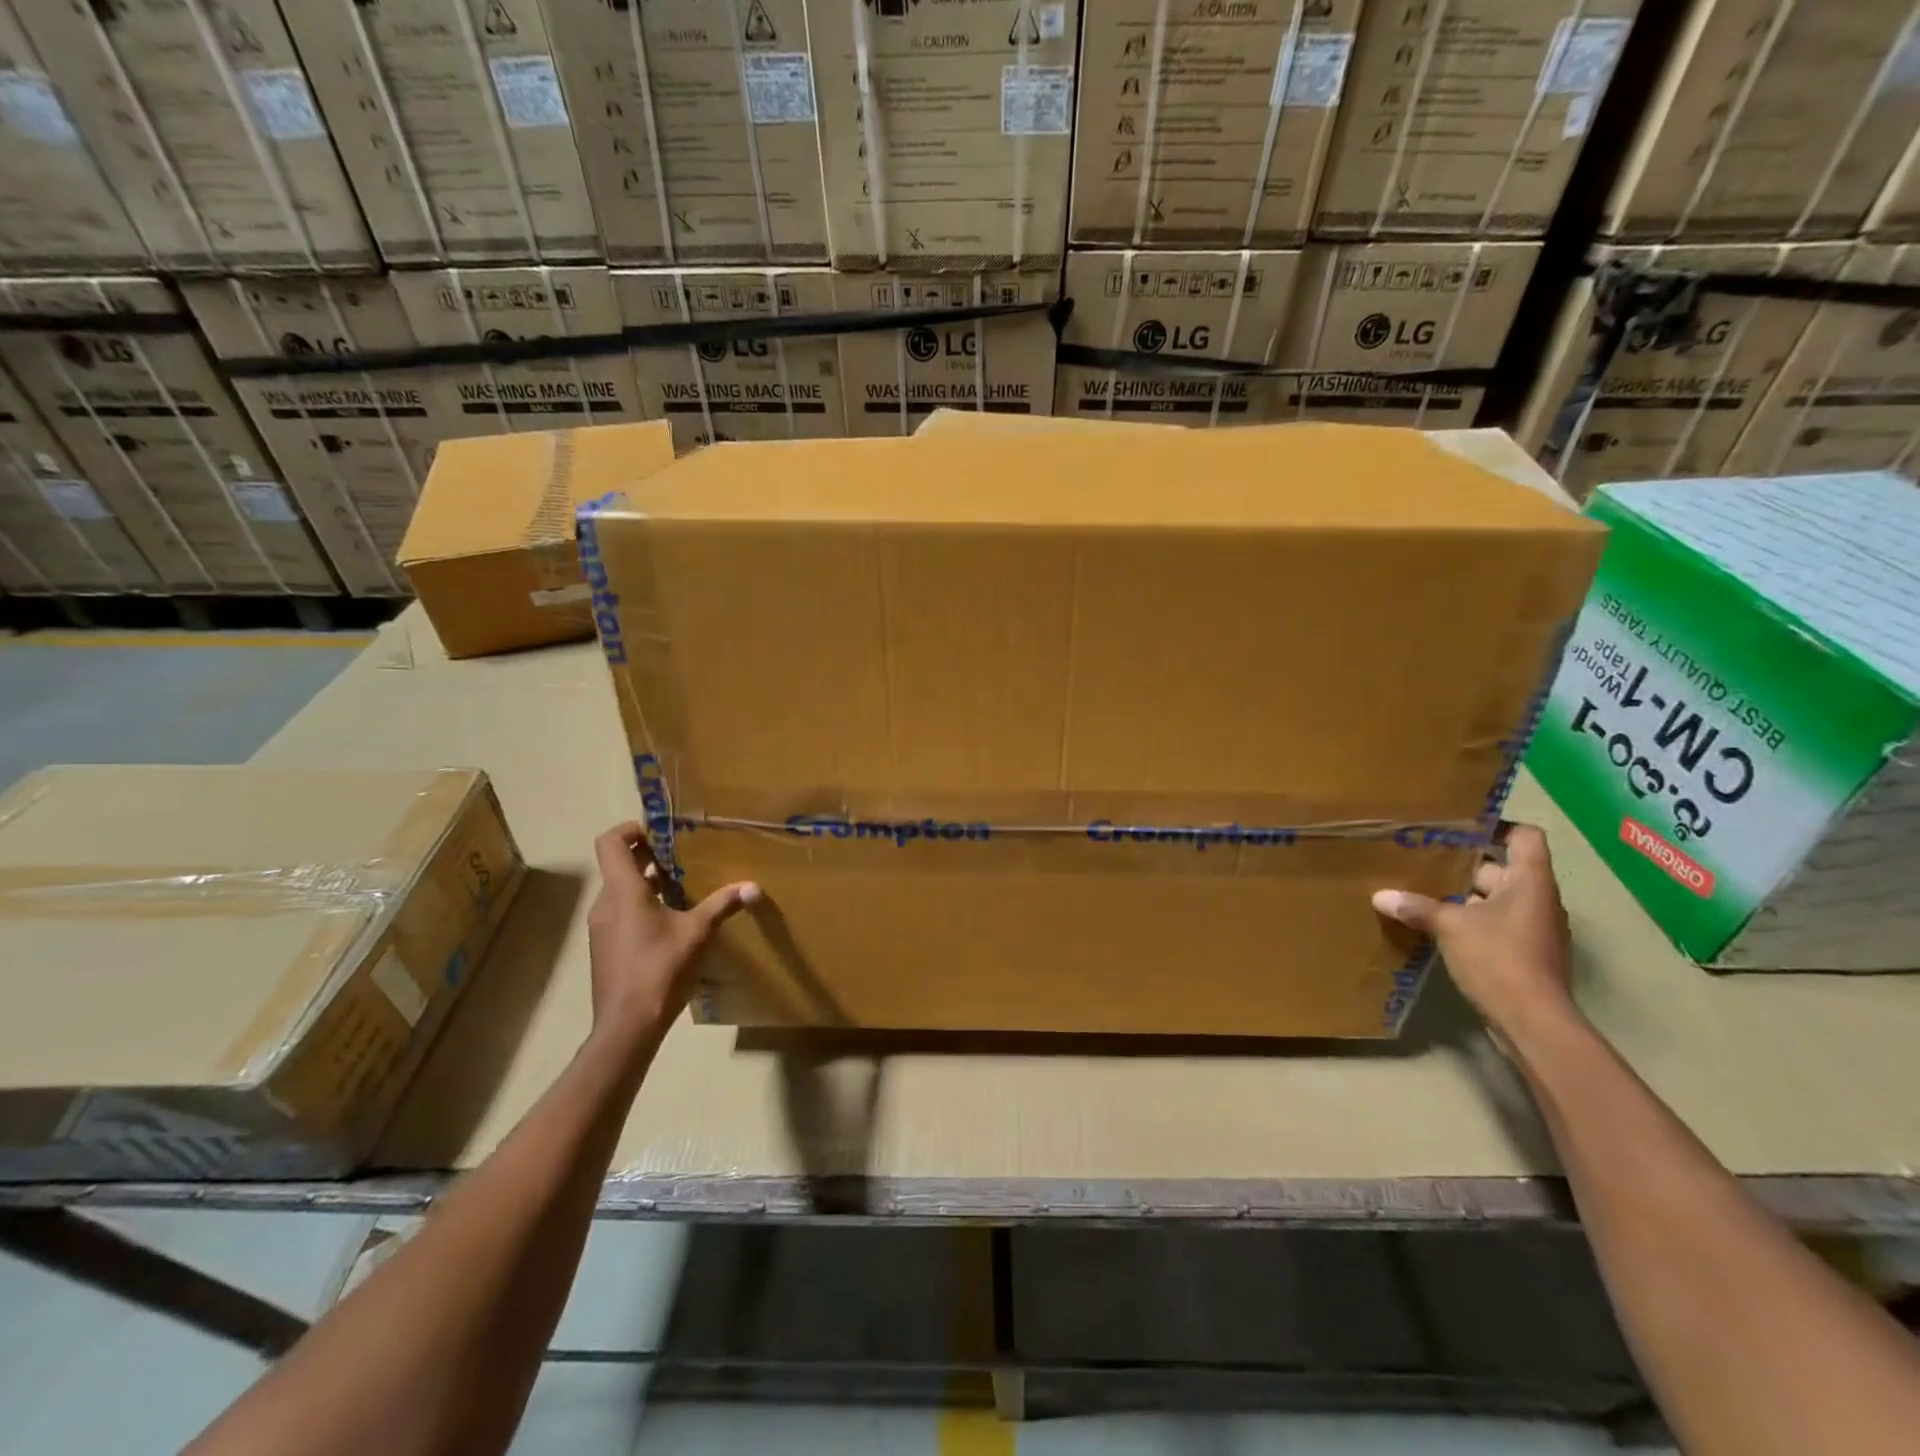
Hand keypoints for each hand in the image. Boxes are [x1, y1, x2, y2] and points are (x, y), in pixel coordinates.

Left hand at [587, 822, 759, 1036]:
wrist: (627, 1026)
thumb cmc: (660, 969)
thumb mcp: (698, 933)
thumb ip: (723, 904)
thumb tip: (754, 887)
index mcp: (623, 891)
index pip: (610, 842)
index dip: (631, 829)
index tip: (660, 832)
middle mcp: (606, 904)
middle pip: (618, 865)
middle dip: (648, 856)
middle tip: (682, 856)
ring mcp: (602, 927)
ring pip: (620, 890)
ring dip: (647, 882)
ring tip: (683, 885)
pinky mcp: (606, 947)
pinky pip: (621, 912)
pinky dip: (642, 905)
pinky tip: (672, 920)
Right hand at [1371, 822, 1576, 1042]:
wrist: (1534, 1023)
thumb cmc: (1499, 959)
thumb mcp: (1450, 927)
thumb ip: (1416, 907)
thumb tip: (1380, 896)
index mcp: (1529, 882)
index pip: (1525, 836)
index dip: (1497, 825)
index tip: (1460, 825)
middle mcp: (1536, 899)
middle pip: (1501, 867)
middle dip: (1463, 862)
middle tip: (1422, 855)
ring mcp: (1530, 927)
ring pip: (1492, 897)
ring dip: (1461, 893)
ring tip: (1418, 887)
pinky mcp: (1521, 952)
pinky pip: (1491, 923)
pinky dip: (1466, 919)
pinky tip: (1433, 923)